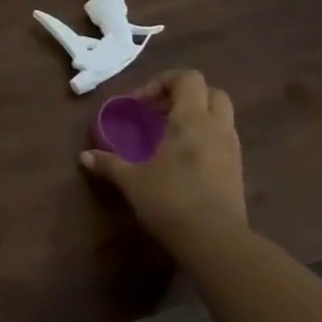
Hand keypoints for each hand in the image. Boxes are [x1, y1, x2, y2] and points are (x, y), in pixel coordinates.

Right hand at [78, 69, 245, 247]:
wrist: (216, 243)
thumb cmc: (171, 200)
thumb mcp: (132, 180)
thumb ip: (109, 164)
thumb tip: (84, 157)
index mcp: (192, 119)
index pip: (187, 78)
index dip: (162, 82)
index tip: (140, 104)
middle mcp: (217, 128)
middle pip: (211, 92)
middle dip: (186, 96)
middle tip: (159, 113)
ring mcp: (232, 151)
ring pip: (221, 117)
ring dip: (197, 118)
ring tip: (169, 137)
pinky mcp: (238, 173)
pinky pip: (223, 141)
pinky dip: (205, 140)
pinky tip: (183, 161)